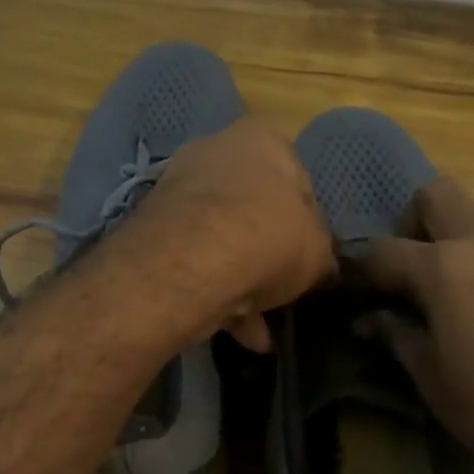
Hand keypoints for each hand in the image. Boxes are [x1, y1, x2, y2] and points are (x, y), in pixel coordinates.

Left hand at [121, 116, 332, 350]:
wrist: (191, 264)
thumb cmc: (269, 237)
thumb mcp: (318, 250)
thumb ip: (320, 253)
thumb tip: (319, 265)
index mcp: (261, 138)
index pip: (297, 176)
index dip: (308, 220)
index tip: (310, 253)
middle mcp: (215, 150)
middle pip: (253, 208)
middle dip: (268, 252)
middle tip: (283, 286)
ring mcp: (177, 190)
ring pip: (221, 240)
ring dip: (242, 283)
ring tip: (262, 329)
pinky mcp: (152, 229)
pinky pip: (194, 262)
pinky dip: (216, 295)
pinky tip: (240, 334)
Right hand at [350, 178, 473, 473]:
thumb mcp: (435, 381)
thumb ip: (398, 337)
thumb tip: (368, 319)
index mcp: (446, 268)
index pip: (384, 250)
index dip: (363, 269)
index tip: (357, 291)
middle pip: (439, 195)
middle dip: (416, 224)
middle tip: (418, 273)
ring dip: (471, 249)